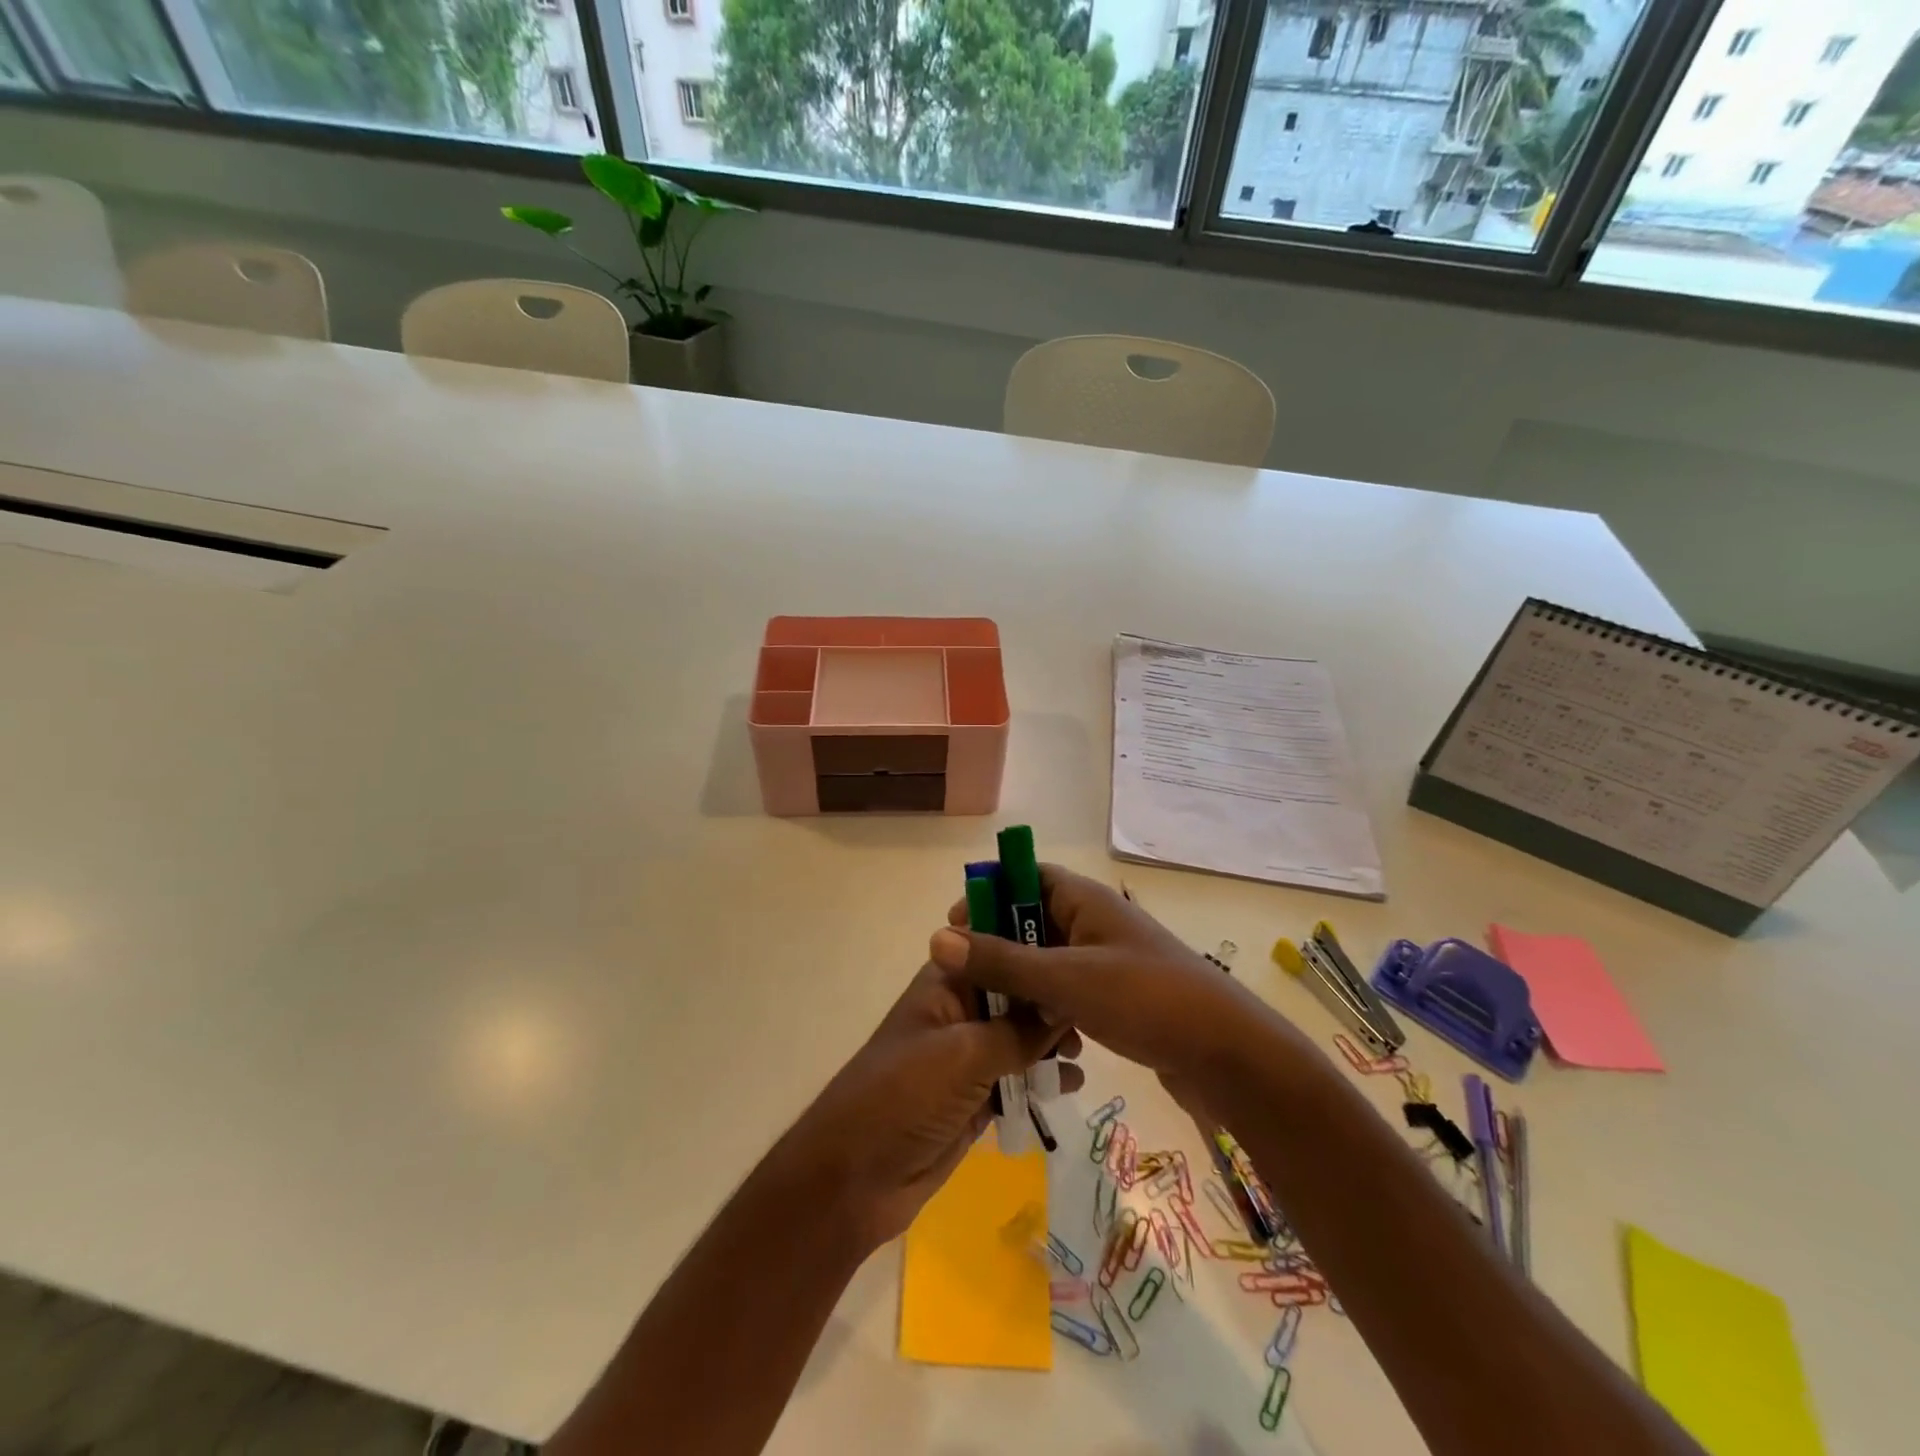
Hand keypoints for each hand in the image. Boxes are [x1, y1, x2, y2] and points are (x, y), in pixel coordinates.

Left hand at [779, 962, 1082, 1248]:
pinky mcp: (974, 1099)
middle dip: (1049, 1001)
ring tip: (1079, 1054)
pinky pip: (1016, 1079)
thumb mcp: (964, 1054)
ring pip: (1018, 1038)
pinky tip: (1070, 1085)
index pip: (994, 948)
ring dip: (1049, 1043)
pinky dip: (1041, 1079)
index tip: (1078, 954)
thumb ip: (1017, 1030)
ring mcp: (966, 1057)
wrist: (856, 1178)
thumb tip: (1065, 1007)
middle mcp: (959, 1012)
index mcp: (946, 983)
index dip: (1032, 946)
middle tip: (1088, 1017)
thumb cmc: (904, 1095)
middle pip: (1013, 994)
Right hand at [931, 866, 1278, 1104]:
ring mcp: (1108, 959)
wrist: (1227, 1054)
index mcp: (1085, 900)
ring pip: (1047, 959)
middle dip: (998, 944)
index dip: (988, 893)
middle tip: (965, 979)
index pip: (1026, 876)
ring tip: (991, 1012)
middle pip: (1032, 918)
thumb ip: (1002, 961)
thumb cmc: (1146, 1000)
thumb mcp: (1066, 980)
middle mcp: (1095, 921)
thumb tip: (937, 939)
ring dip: (1021, 981)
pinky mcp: (1117, 996)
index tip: (954, 928)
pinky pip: (1067, 989)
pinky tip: (1032, 1039)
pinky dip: (1046, 1006)